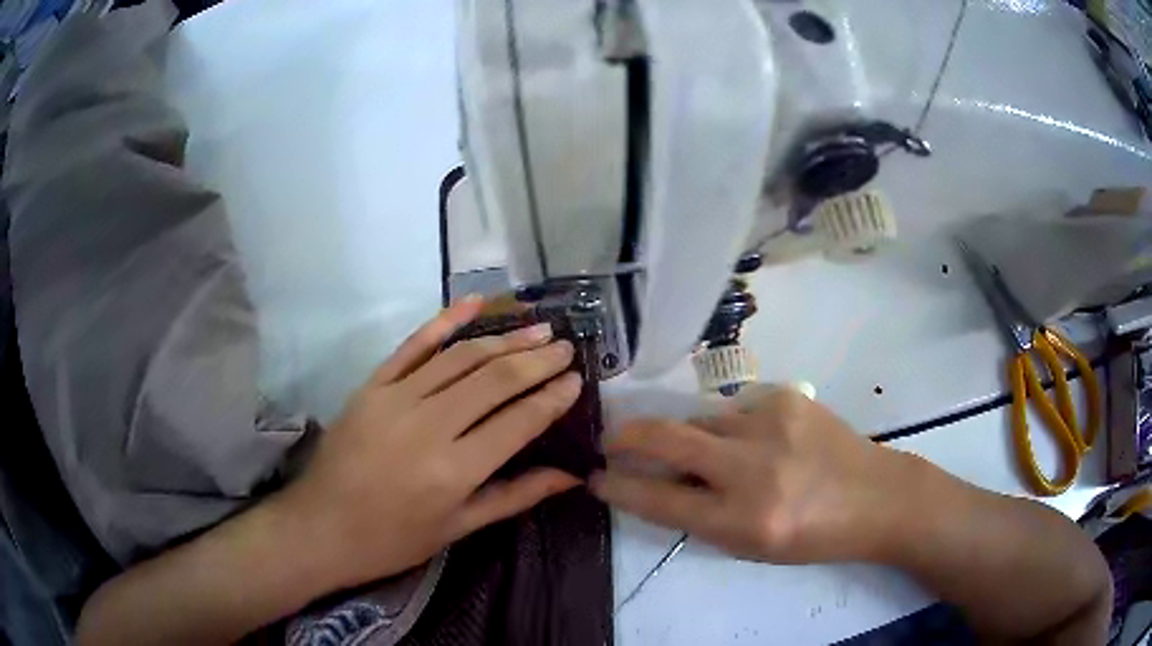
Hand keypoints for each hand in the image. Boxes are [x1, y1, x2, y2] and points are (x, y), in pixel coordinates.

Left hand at [281, 297, 582, 588]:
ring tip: (538, 327)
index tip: (576, 379)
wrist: (321, 526)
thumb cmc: (393, 539)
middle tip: (566, 347)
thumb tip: (570, 475)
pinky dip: (445, 320)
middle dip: (537, 360)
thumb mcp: (458, 528)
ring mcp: (397, 398)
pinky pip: (413, 345)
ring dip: (504, 338)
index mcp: (455, 470)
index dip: (552, 398)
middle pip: (495, 380)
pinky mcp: (373, 384)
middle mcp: (430, 426)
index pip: (518, 421)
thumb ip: (515, 496)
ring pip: (461, 357)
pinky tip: (475, 302)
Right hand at [590, 385, 911, 563]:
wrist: (876, 496)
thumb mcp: (753, 546)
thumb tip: (658, 484)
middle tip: (609, 440)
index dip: (620, 488)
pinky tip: (759, 444)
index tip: (596, 478)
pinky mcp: (787, 398)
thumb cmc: (814, 537)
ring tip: (708, 455)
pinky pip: (737, 411)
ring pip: (701, 420)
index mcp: (743, 520)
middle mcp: (752, 468)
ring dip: (689, 436)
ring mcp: (771, 425)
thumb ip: (703, 516)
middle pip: (668, 439)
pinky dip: (732, 429)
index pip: (660, 501)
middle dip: (627, 437)